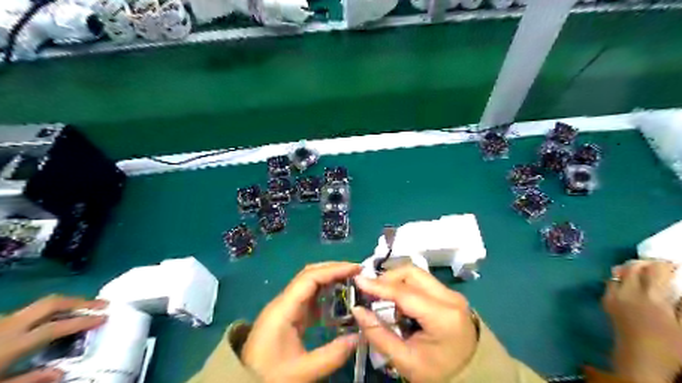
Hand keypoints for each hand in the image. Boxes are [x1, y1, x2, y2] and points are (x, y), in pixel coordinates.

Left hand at [0, 296, 106, 382]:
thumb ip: (28, 380)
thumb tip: (62, 372)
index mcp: (12, 342)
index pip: (58, 326)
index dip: (84, 321)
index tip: (105, 318)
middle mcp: (9, 326)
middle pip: (52, 303)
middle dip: (80, 301)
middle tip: (102, 304)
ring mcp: (1, 322)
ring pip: (40, 305)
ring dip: (65, 305)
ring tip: (83, 310)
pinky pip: (27, 313)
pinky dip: (48, 313)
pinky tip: (52, 321)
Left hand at [244, 262, 364, 381]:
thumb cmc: (269, 376)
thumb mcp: (302, 372)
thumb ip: (332, 355)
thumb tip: (360, 337)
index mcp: (283, 308)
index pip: (310, 278)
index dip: (334, 270)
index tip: (356, 269)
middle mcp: (283, 302)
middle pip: (309, 275)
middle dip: (333, 269)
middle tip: (357, 272)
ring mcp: (285, 308)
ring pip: (309, 284)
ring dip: (330, 279)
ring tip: (352, 282)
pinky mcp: (287, 316)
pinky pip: (308, 298)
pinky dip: (325, 294)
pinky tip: (338, 300)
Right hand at [348, 264, 474, 382]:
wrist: (472, 377)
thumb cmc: (439, 373)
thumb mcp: (406, 360)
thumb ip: (379, 334)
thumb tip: (357, 310)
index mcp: (443, 316)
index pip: (405, 293)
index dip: (379, 286)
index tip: (358, 281)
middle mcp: (450, 297)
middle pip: (413, 273)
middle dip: (388, 277)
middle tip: (371, 291)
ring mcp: (452, 294)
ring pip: (417, 274)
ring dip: (396, 280)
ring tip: (382, 297)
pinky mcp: (450, 295)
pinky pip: (423, 281)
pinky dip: (405, 286)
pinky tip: (397, 301)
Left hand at [604, 258, 681, 381]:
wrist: (640, 360)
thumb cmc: (670, 347)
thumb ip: (680, 302)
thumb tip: (678, 288)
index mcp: (651, 296)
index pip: (654, 270)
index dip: (664, 264)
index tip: (673, 265)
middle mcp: (627, 291)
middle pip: (632, 267)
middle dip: (646, 263)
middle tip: (658, 267)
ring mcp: (613, 295)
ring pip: (617, 272)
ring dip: (630, 269)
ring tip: (643, 273)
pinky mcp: (606, 302)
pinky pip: (610, 282)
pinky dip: (619, 278)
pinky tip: (630, 285)